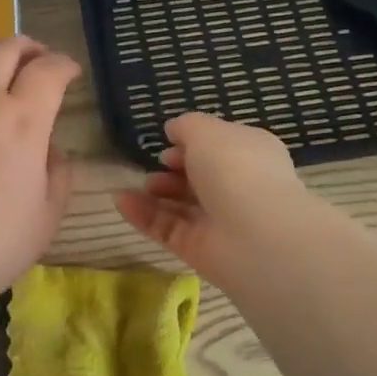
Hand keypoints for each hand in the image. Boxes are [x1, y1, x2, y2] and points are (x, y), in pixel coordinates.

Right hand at [115, 112, 314, 290]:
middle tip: (156, 165)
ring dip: (156, 193)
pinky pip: (166, 229)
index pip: (220, 147)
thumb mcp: (207, 131)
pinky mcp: (197, 249)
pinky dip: (143, 215)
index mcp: (250, 154)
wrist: (255, 234)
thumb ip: (186, 126)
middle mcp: (237, 188)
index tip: (170, 142)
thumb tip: (174, 130)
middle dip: (174, 169)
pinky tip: (121, 201)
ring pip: (181, 206)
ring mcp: (218, 221)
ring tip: (139, 184)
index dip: (194, 143)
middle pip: (199, 178)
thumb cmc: (236, 169)